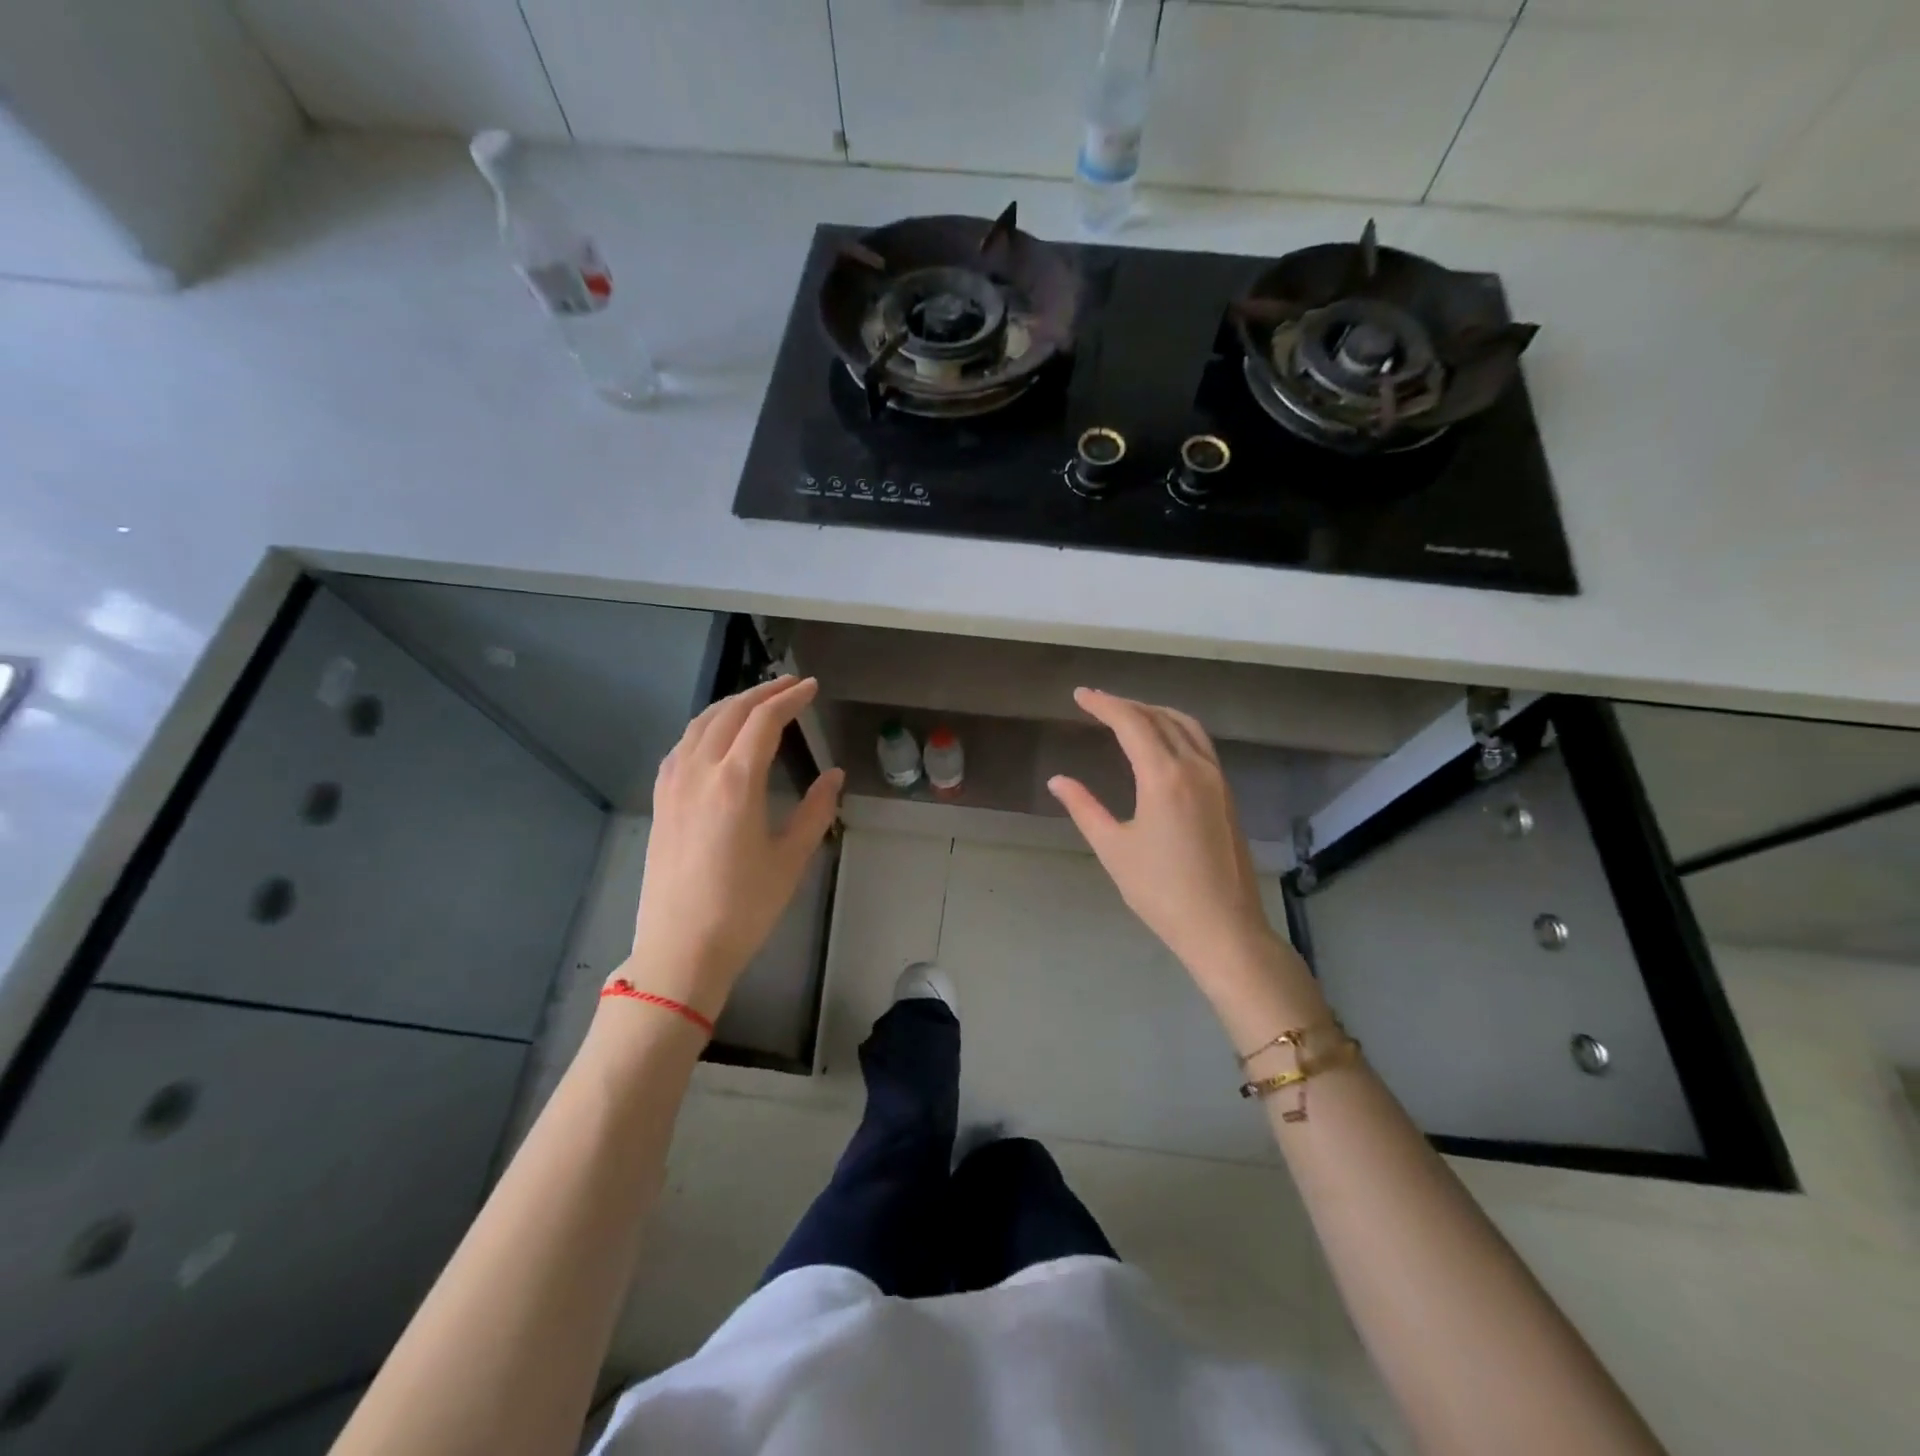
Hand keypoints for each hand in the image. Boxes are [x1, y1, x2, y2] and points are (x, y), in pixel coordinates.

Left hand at [620, 676, 844, 1020]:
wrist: (681, 949)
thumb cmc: (744, 907)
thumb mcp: (791, 859)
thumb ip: (816, 810)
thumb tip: (834, 775)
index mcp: (736, 782)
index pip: (764, 721)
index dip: (790, 698)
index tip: (811, 687)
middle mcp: (700, 772)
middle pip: (729, 713)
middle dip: (762, 693)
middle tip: (790, 685)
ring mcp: (674, 785)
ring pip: (699, 725)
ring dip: (730, 705)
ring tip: (756, 702)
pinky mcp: (660, 802)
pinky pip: (681, 747)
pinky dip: (703, 728)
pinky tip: (713, 737)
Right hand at [1048, 688, 1322, 1040]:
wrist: (1224, 928)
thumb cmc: (1161, 891)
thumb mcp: (1114, 848)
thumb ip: (1084, 808)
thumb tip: (1058, 780)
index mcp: (1165, 776)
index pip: (1132, 723)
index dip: (1104, 704)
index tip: (1080, 695)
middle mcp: (1196, 767)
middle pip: (1160, 718)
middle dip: (1127, 705)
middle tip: (1097, 703)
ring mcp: (1217, 780)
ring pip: (1187, 728)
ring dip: (1156, 713)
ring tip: (1129, 715)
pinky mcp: (1227, 795)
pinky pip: (1201, 745)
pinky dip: (1176, 731)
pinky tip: (1162, 745)